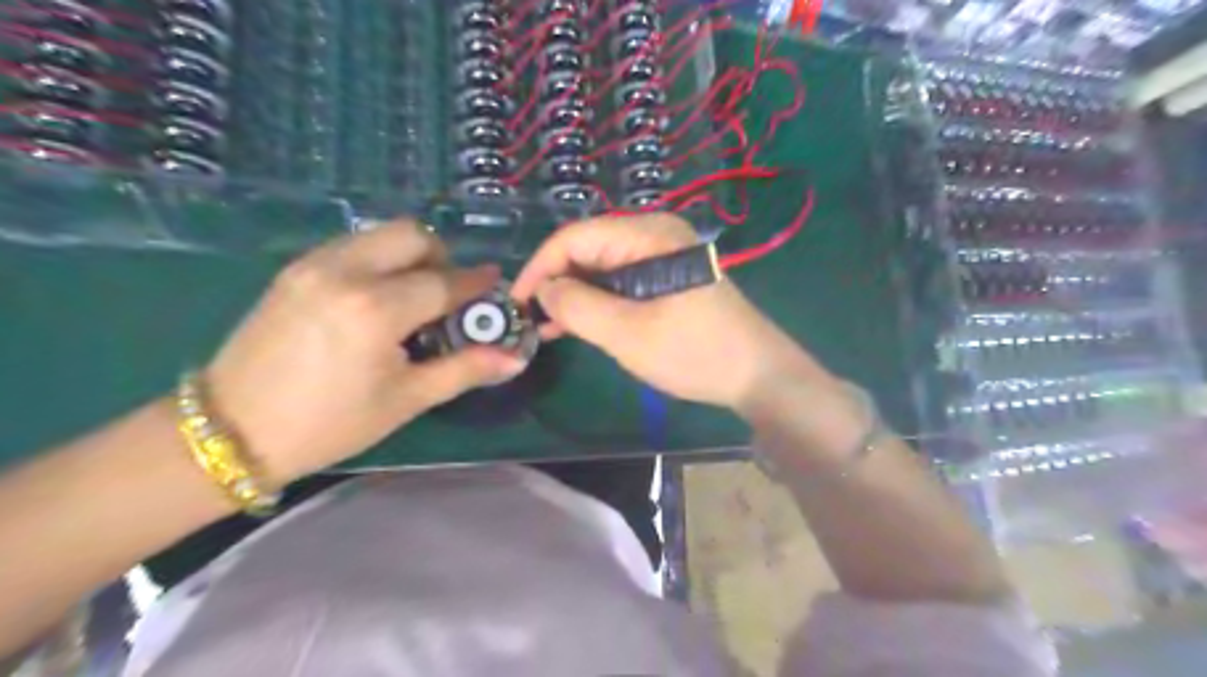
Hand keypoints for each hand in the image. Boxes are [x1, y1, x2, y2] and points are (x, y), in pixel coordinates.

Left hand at [203, 221, 523, 485]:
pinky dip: (379, 259)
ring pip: (381, 233)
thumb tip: (514, 357)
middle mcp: (345, 271)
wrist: (231, 430)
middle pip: (413, 235)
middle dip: (442, 258)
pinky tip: (377, 297)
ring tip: (413, 297)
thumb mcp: (406, 399)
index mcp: (376, 309)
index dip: (476, 284)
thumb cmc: (329, 423)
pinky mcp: (295, 268)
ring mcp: (314, 264)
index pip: (444, 282)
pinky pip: (353, 245)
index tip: (495, 287)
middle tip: (448, 294)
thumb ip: (465, 369)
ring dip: (410, 256)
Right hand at [508, 211, 829, 413]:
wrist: (756, 374)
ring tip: (546, 328)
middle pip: (587, 248)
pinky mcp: (667, 278)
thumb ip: (578, 307)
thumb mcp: (628, 333)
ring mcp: (662, 256)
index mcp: (647, 235)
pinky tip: (576, 325)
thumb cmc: (694, 352)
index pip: (575, 237)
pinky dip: (597, 301)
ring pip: (601, 267)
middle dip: (556, 282)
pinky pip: (620, 281)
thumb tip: (544, 290)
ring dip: (574, 295)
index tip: (515, 302)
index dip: (539, 267)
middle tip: (529, 319)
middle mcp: (654, 234)